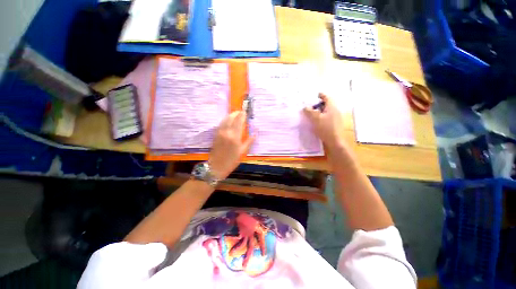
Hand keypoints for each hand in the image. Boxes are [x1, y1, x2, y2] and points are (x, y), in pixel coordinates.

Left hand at [209, 111, 253, 179]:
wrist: (216, 167)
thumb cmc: (231, 161)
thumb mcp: (242, 152)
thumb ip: (249, 141)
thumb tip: (255, 133)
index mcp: (235, 136)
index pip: (239, 121)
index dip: (242, 115)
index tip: (245, 112)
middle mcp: (226, 132)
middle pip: (231, 118)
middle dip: (236, 113)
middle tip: (241, 112)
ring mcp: (219, 132)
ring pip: (225, 119)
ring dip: (230, 115)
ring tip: (235, 114)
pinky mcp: (215, 134)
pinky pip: (221, 124)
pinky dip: (225, 120)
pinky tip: (228, 121)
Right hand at [303, 93, 345, 150]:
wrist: (335, 141)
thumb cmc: (325, 128)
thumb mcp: (315, 119)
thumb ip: (310, 112)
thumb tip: (305, 107)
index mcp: (332, 107)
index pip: (327, 97)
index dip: (321, 95)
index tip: (315, 94)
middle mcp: (335, 111)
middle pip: (327, 104)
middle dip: (318, 104)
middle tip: (310, 105)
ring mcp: (336, 118)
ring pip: (327, 111)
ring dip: (319, 111)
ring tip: (311, 114)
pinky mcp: (335, 124)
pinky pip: (327, 117)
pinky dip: (321, 116)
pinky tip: (316, 121)